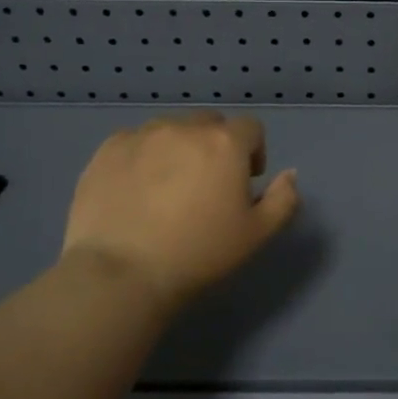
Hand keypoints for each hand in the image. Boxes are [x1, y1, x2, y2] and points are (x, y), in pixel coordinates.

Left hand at [61, 112, 299, 310]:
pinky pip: (135, 142)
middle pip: (210, 124)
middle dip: (215, 147)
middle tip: (207, 186)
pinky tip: (136, 190)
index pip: (251, 129)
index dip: (253, 152)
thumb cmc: (199, 254)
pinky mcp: (107, 150)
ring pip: (170, 130)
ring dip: (178, 149)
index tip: (244, 183)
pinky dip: (142, 157)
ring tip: (168, 187)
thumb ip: (283, 199)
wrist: (121, 274)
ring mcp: (142, 136)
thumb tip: (289, 175)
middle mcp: (185, 128)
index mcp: (225, 143)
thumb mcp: (257, 234)